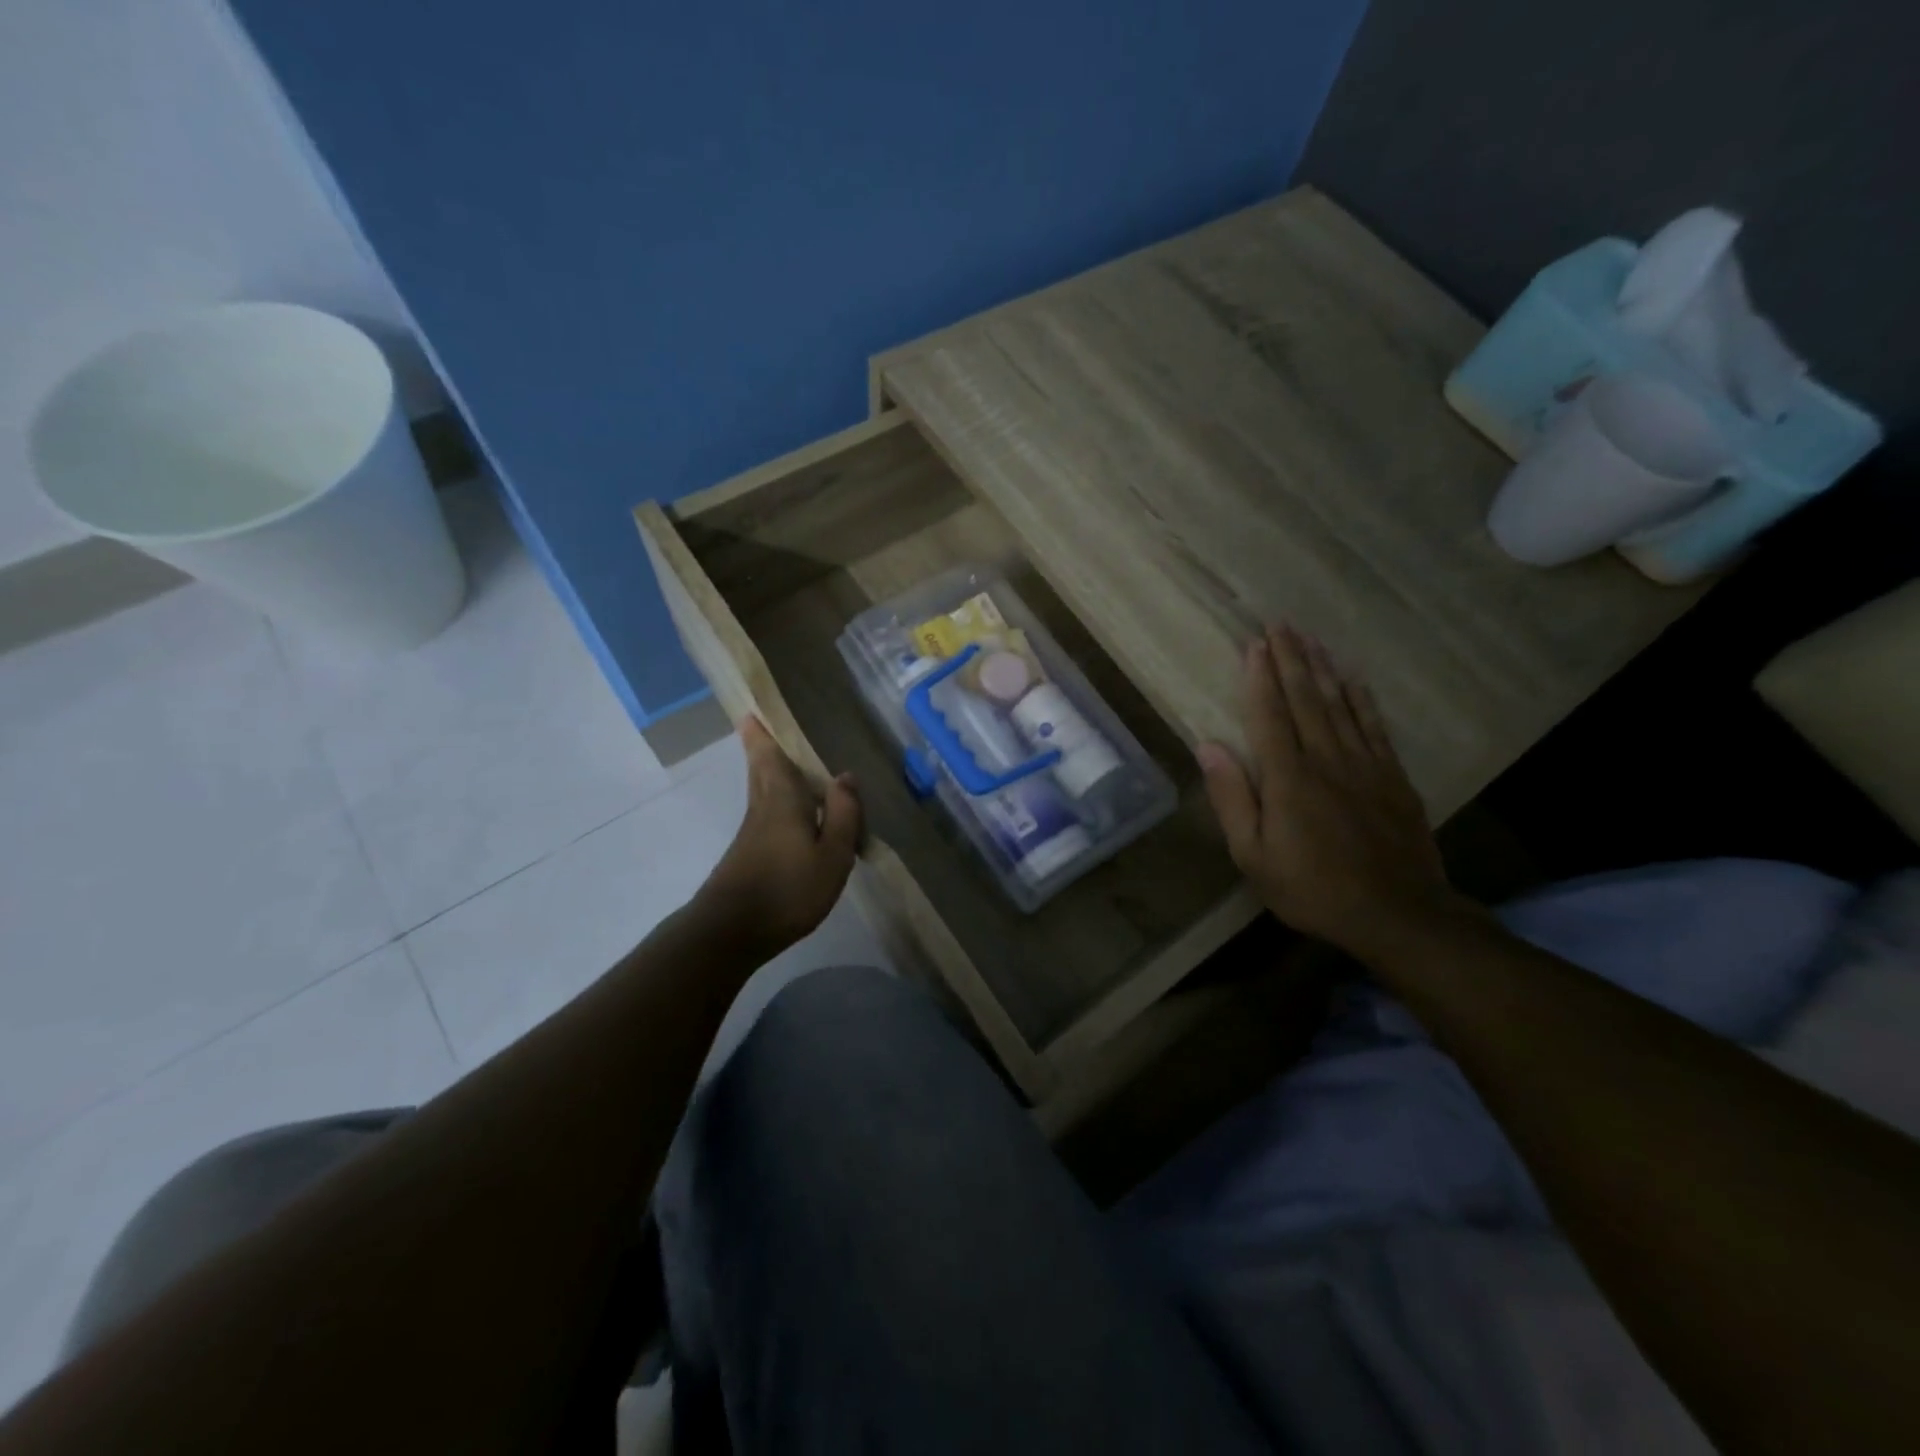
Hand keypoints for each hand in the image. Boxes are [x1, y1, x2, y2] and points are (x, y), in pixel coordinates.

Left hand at [694, 718, 862, 956]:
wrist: (731, 932)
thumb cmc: (787, 889)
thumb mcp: (831, 855)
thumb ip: (842, 815)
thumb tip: (846, 776)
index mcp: (783, 801)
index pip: (771, 758)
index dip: (762, 735)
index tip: (751, 711)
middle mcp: (763, 809)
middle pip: (760, 771)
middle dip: (759, 748)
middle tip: (757, 725)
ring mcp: (752, 834)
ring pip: (761, 792)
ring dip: (767, 772)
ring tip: (781, 761)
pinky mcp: (748, 855)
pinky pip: (766, 814)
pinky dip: (775, 801)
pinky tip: (790, 814)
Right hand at [1197, 625, 1461, 954]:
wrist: (1397, 914)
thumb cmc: (1312, 888)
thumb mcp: (1253, 855)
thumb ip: (1232, 798)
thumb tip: (1208, 746)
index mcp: (1288, 778)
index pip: (1269, 715)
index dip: (1259, 678)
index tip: (1253, 644)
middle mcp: (1326, 760)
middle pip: (1305, 699)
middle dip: (1290, 659)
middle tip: (1280, 624)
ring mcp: (1365, 765)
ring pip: (1340, 704)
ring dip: (1323, 668)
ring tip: (1310, 638)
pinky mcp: (1393, 777)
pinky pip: (1374, 726)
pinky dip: (1362, 698)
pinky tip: (1353, 678)